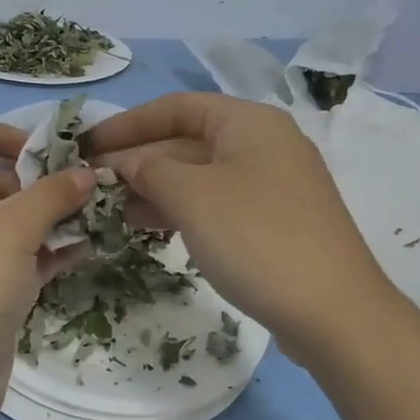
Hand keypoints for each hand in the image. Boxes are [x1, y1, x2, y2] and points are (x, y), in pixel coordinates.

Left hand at [0, 122, 95, 419]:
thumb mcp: (10, 229)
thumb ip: (52, 195)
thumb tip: (87, 173)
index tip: (34, 147)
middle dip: (33, 183)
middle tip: (78, 185)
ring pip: (8, 227)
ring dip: (48, 218)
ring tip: (93, 211)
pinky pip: (20, 262)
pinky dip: (49, 253)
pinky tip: (87, 247)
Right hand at [87, 93, 394, 364]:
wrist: (334, 312)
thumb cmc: (257, 238)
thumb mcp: (193, 196)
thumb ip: (150, 169)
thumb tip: (125, 163)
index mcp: (249, 122)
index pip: (176, 107)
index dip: (127, 124)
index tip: (85, 145)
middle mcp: (264, 144)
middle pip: (187, 141)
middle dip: (139, 159)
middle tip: (92, 184)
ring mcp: (273, 185)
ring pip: (201, 175)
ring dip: (155, 188)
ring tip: (111, 209)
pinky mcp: (275, 222)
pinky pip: (217, 203)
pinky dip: (182, 210)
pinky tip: (151, 228)